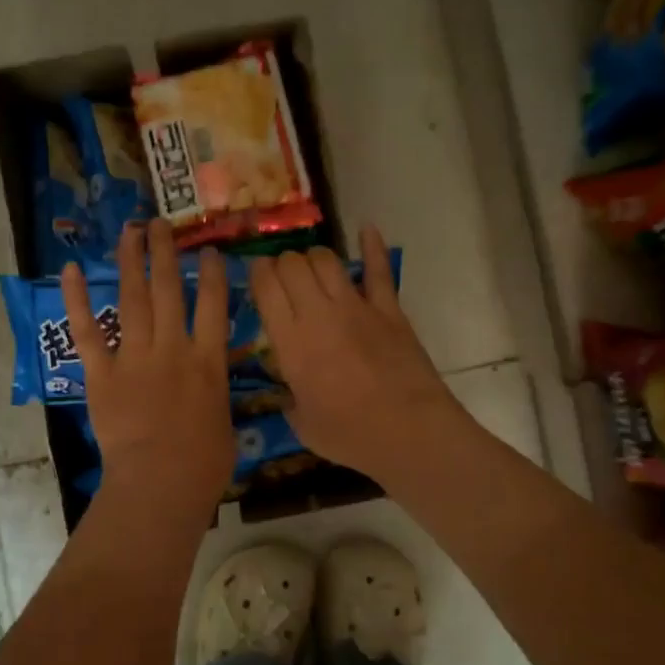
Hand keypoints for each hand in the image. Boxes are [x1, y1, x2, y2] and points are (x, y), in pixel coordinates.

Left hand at [63, 220, 234, 515]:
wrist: (160, 482)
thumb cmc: (203, 465)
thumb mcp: (224, 423)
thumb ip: (215, 393)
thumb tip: (211, 385)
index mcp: (208, 362)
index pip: (214, 305)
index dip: (213, 273)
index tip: (209, 250)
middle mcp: (173, 348)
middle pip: (169, 289)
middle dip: (166, 252)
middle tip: (160, 224)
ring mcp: (135, 357)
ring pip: (133, 298)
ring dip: (131, 261)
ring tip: (131, 230)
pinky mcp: (102, 373)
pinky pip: (88, 331)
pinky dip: (78, 299)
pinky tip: (72, 269)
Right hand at [249, 226, 465, 484]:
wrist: (409, 432)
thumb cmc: (350, 435)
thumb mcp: (303, 425)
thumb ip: (291, 401)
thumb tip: (290, 394)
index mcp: (291, 342)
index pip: (265, 286)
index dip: (256, 273)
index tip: (254, 276)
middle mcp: (318, 314)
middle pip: (293, 264)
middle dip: (282, 264)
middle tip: (282, 279)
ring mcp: (357, 307)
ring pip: (327, 260)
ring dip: (313, 259)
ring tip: (312, 270)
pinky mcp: (390, 310)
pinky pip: (379, 270)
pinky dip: (373, 247)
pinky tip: (368, 229)